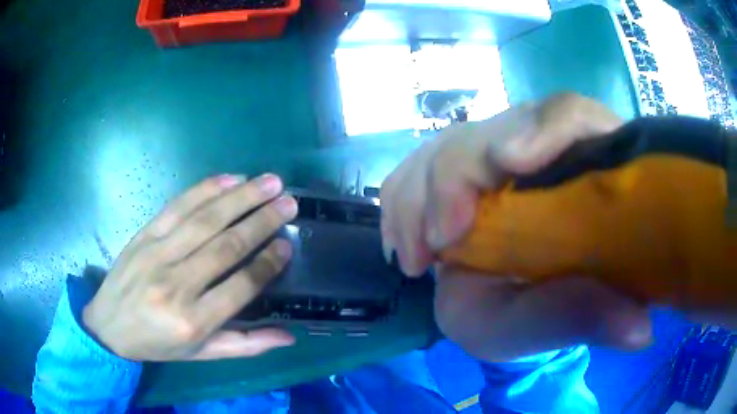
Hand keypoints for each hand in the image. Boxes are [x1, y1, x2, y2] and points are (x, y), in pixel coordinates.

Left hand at [83, 174, 297, 360]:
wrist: (109, 326)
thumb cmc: (158, 344)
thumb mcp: (202, 355)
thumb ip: (246, 345)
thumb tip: (289, 336)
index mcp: (193, 322)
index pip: (240, 286)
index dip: (267, 264)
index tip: (287, 244)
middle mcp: (176, 285)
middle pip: (225, 246)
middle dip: (262, 221)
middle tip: (289, 202)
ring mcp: (157, 254)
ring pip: (205, 219)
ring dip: (241, 197)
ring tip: (270, 182)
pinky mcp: (145, 234)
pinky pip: (178, 206)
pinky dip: (205, 189)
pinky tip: (230, 179)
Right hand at [381, 94, 652, 360]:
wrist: (520, 303)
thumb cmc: (548, 313)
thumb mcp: (565, 322)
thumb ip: (594, 318)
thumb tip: (640, 332)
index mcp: (586, 168)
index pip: (570, 115)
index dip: (545, 128)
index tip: (509, 163)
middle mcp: (540, 150)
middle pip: (494, 128)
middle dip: (455, 176)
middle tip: (440, 243)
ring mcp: (494, 157)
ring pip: (449, 143)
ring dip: (420, 193)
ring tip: (416, 258)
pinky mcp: (458, 175)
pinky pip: (419, 165)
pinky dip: (402, 199)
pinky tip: (403, 243)